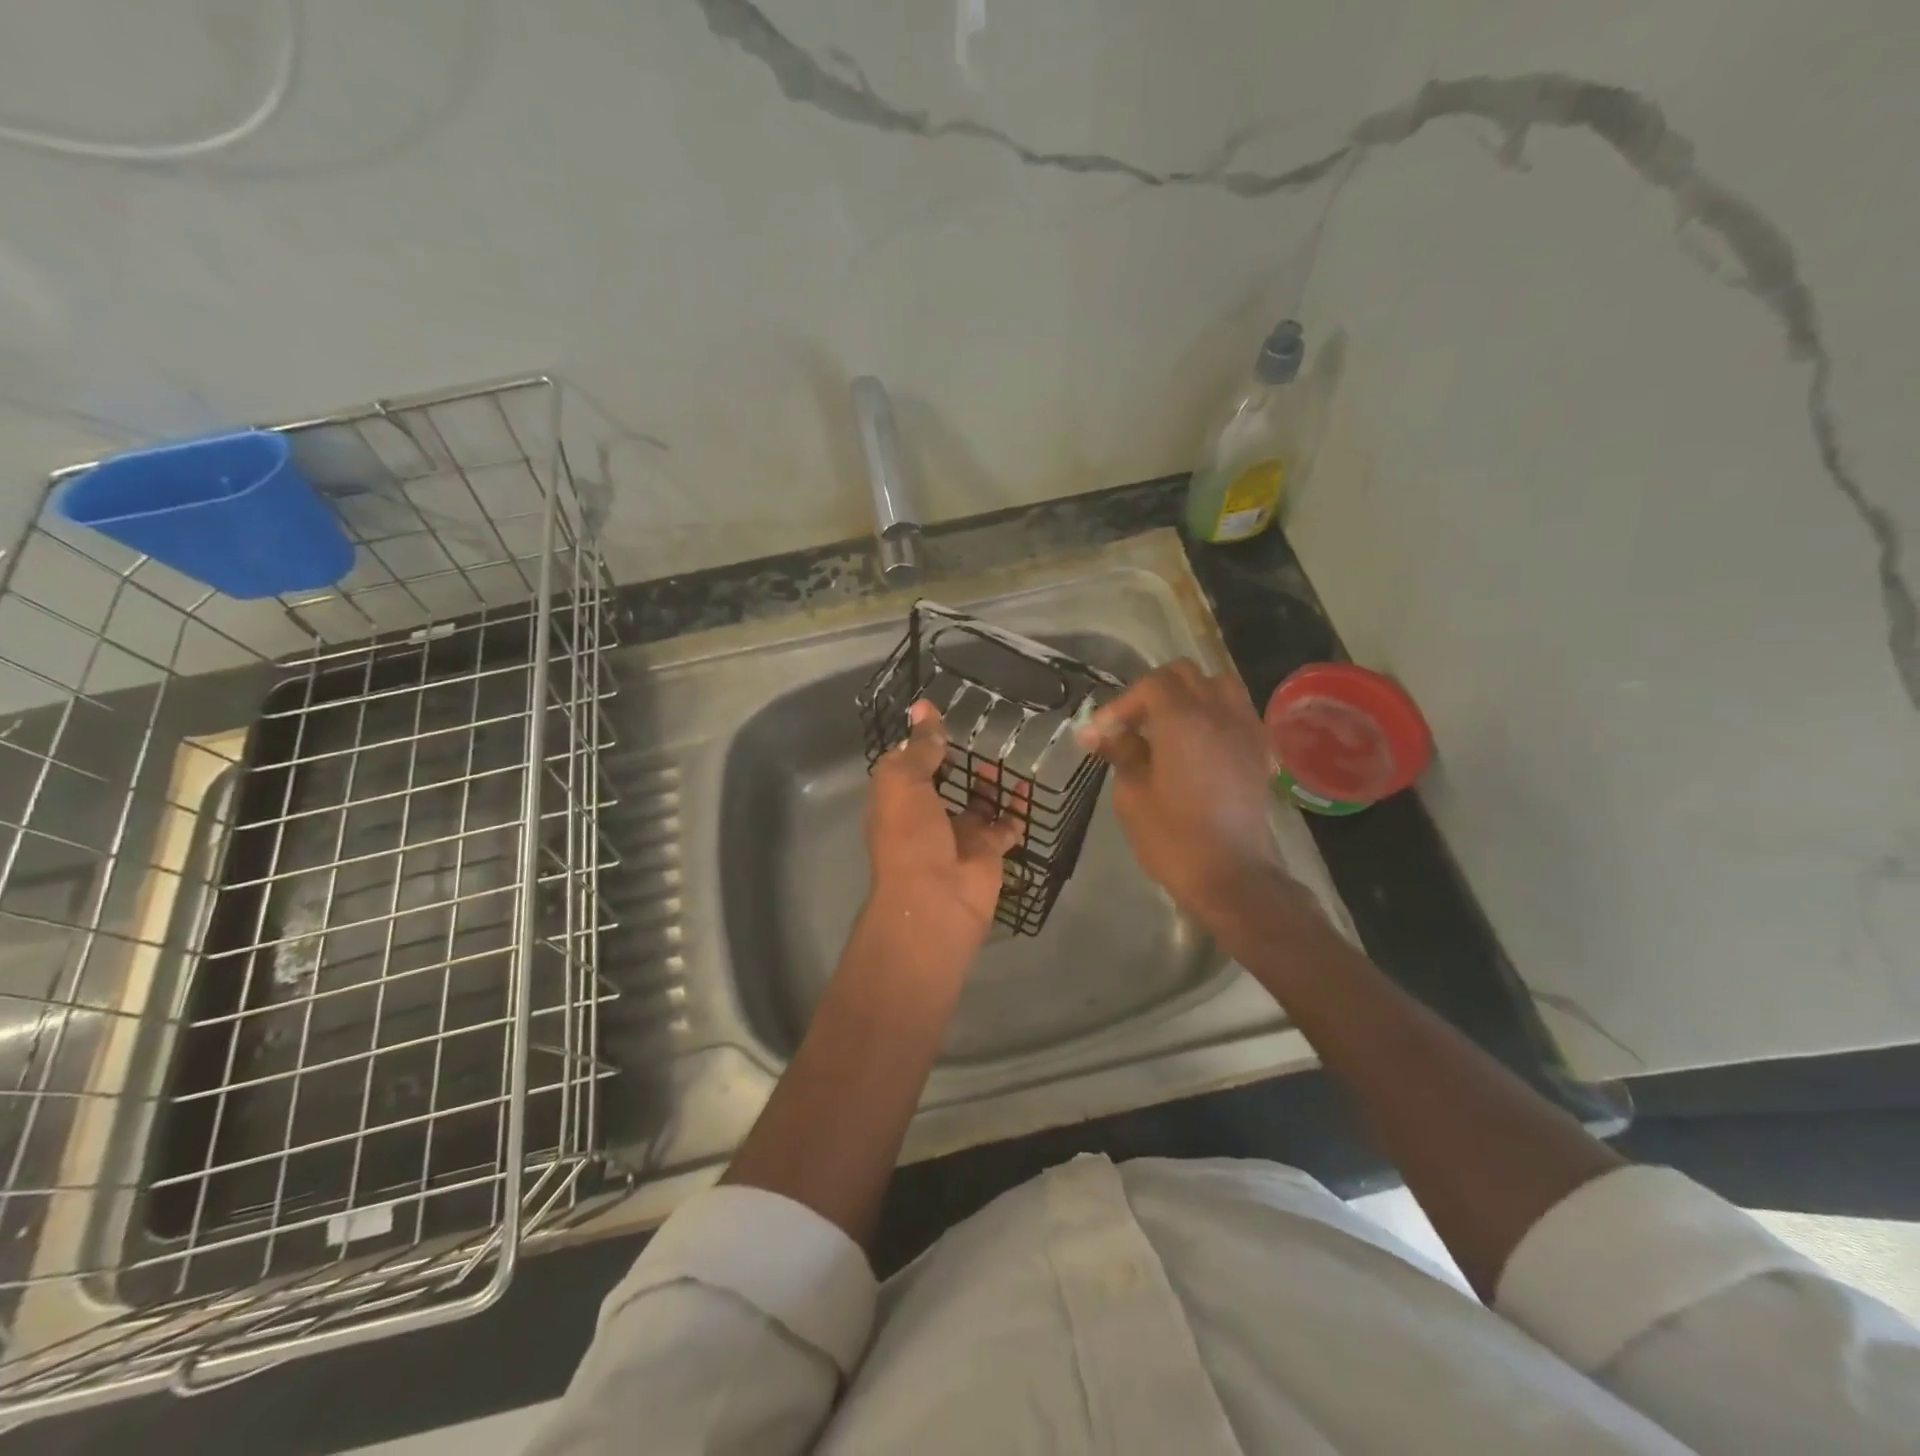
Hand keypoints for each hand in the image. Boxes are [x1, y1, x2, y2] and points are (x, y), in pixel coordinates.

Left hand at [865, 699, 1023, 951]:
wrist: (936, 900)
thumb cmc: (911, 836)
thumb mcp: (905, 782)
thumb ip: (919, 747)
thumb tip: (923, 708)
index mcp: (898, 801)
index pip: (907, 766)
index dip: (919, 743)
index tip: (937, 716)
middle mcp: (926, 817)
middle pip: (943, 784)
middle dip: (956, 763)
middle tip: (980, 732)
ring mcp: (959, 836)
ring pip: (977, 803)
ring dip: (989, 783)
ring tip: (1004, 754)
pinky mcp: (988, 852)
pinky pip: (1006, 825)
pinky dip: (1017, 808)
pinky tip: (1028, 786)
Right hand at [1076, 661, 1307, 931]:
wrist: (1233, 876)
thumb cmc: (1173, 839)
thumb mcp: (1132, 795)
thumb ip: (1121, 753)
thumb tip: (1104, 734)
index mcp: (1183, 720)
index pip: (1150, 685)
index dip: (1120, 704)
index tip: (1099, 735)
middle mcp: (1219, 713)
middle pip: (1184, 675)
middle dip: (1152, 692)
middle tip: (1130, 725)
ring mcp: (1245, 730)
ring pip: (1217, 685)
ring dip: (1187, 695)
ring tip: (1165, 726)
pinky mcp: (1259, 751)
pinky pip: (1236, 711)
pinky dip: (1212, 713)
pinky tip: (1196, 743)